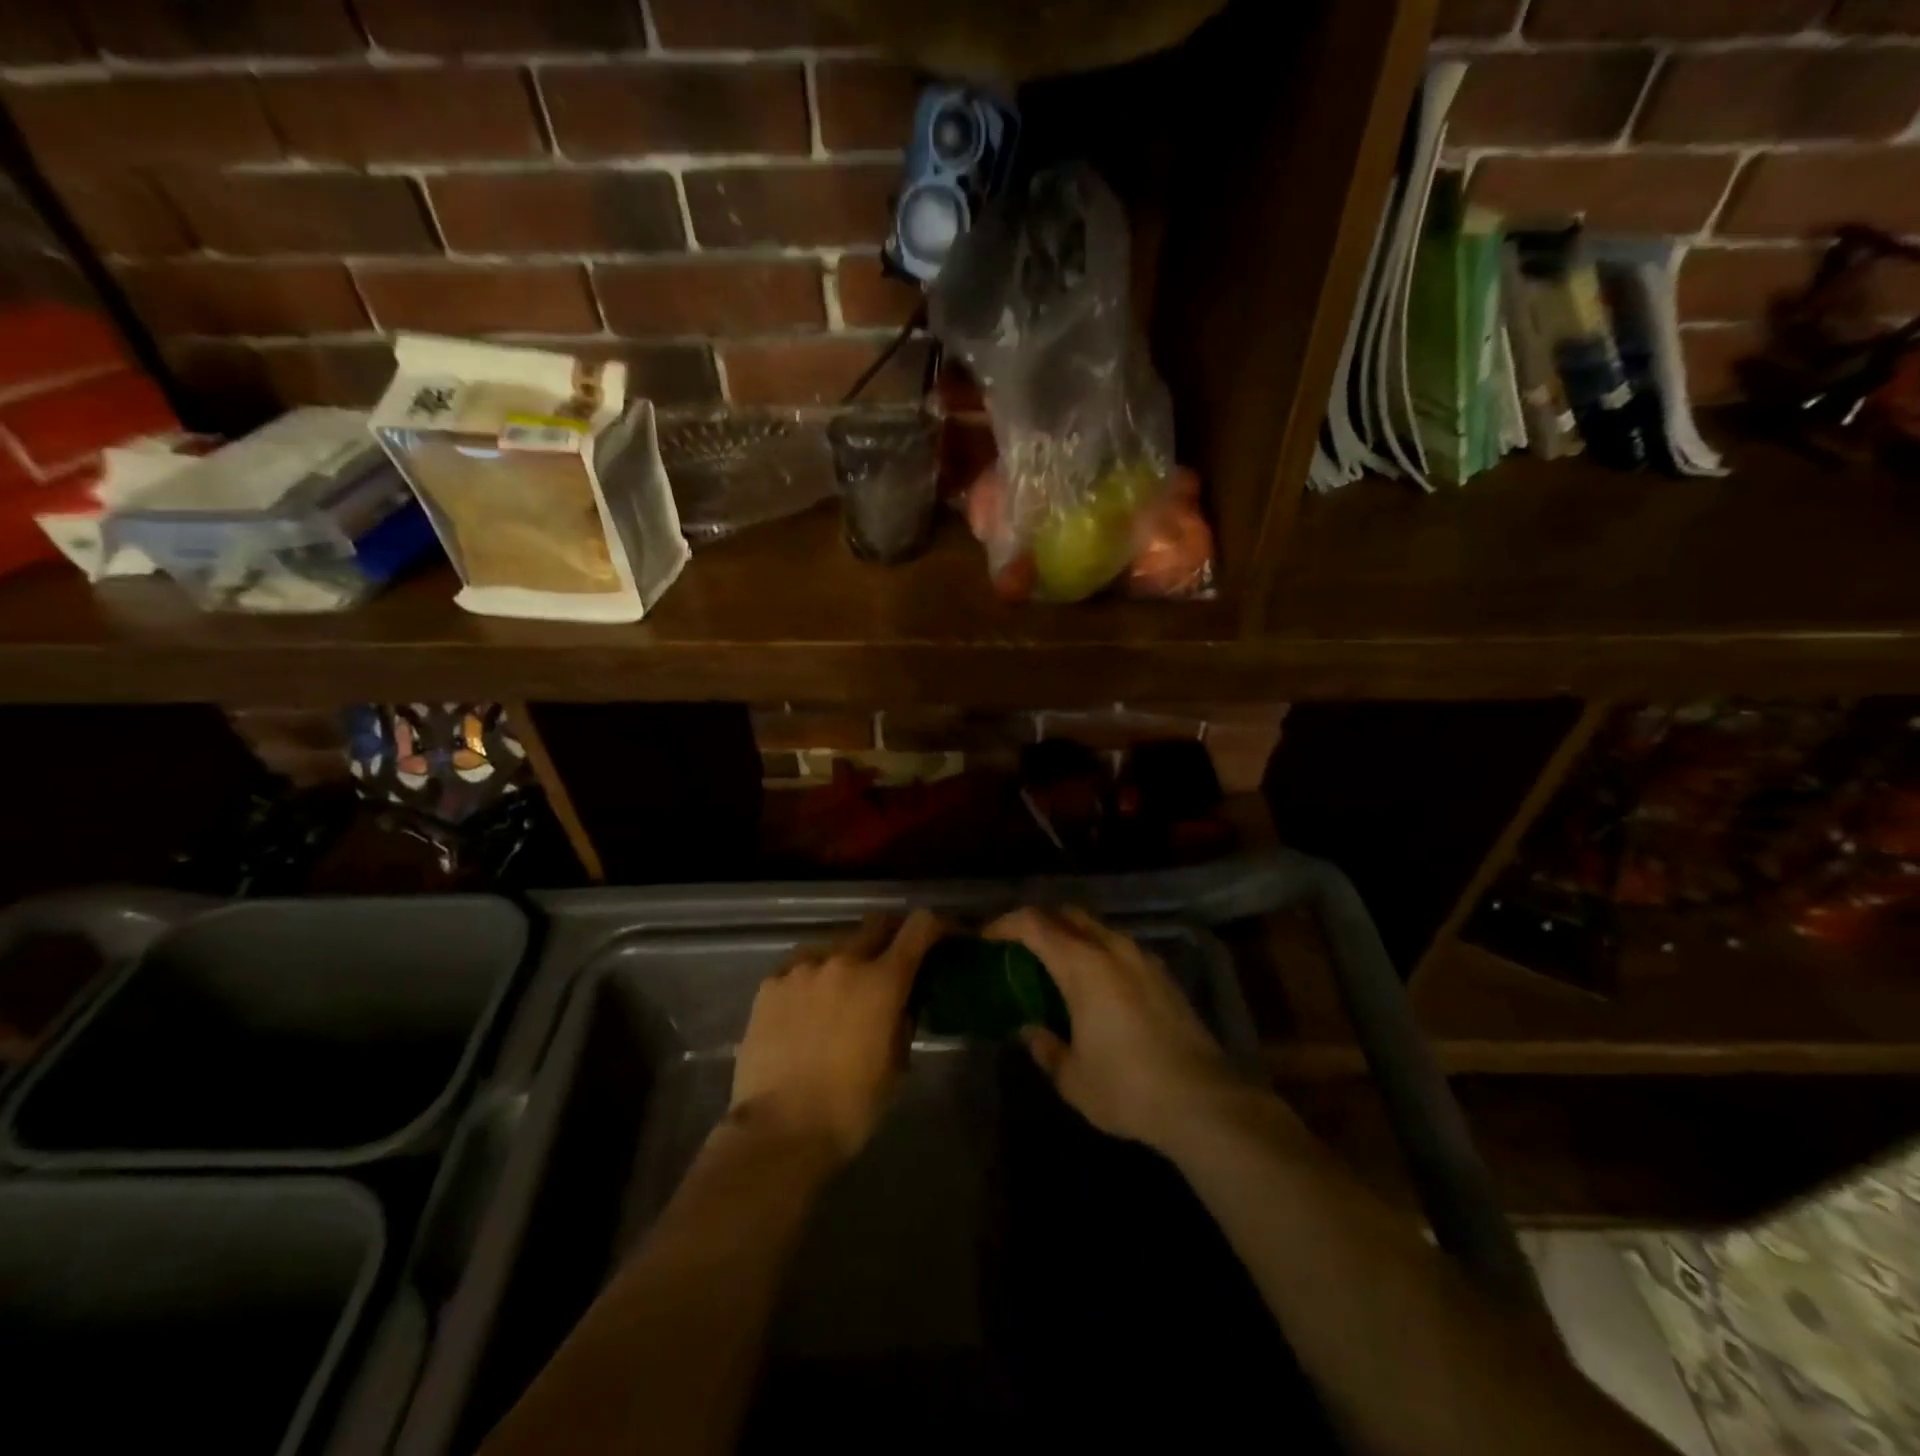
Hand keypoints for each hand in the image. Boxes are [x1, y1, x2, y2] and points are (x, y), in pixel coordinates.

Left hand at [729, 910, 942, 1163]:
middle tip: (892, 961)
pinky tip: (807, 1007)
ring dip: (848, 960)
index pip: (919, 927)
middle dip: (891, 936)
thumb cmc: (850, 1107)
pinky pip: (800, 966)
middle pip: (875, 924)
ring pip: (835, 945)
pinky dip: (813, 978)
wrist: (779, 1131)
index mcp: (882, 981)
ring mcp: (802, 967)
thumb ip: (902, 1022)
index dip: (937, 925)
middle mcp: (844, 960)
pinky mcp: (770, 983)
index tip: (944, 934)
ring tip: (842, 992)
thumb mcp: (896, 1067)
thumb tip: (901, 1004)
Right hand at [984, 906, 1245, 1153]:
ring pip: (1099, 929)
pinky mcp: (1164, 976)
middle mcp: (1113, 949)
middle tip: (1020, 949)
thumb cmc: (1127, 1087)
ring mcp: (1143, 959)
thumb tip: (1032, 1031)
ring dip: (1073, 938)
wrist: (1204, 1102)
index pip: (1034, 923)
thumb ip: (1046, 1047)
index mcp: (1083, 965)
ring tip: (1057, 969)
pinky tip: (1097, 989)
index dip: (1005, 924)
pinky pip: (1121, 949)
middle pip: (1068, 915)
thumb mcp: (1072, 1077)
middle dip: (1040, 923)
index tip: (987, 938)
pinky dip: (1099, 954)